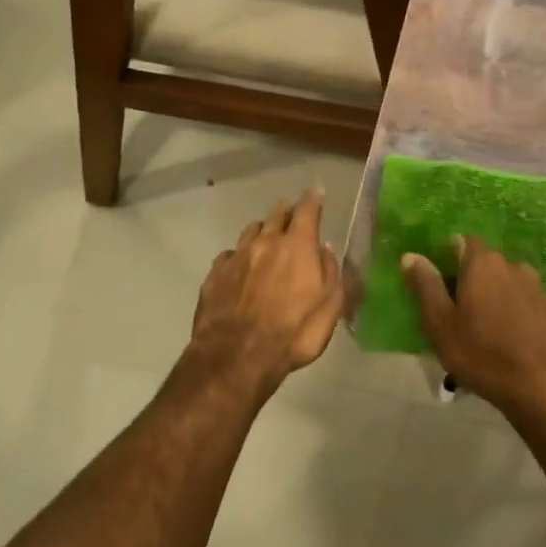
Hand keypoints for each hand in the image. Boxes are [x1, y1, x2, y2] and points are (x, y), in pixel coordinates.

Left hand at [191, 190, 342, 394]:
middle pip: (276, 215)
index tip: (317, 192)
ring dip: (262, 229)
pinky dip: (239, 255)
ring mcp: (237, 257)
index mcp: (297, 246)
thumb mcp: (329, 308)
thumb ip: (331, 274)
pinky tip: (239, 265)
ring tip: (266, 234)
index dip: (314, 199)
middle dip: (287, 211)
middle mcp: (266, 242)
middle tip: (292, 212)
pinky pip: (229, 255)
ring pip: (251, 230)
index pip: (308, 211)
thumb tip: (326, 250)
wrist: (237, 355)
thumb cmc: (293, 333)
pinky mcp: (214, 275)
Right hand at [402, 236, 545, 422]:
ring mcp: (540, 289)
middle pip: (487, 265)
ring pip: (509, 285)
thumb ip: (426, 286)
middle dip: (471, 281)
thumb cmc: (482, 354)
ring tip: (486, 332)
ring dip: (496, 299)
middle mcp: (514, 267)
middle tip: (458, 313)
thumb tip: (411, 256)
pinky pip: (528, 305)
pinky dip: (517, 315)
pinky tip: (512, 342)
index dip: (449, 257)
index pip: (463, 241)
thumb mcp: (441, 324)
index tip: (440, 282)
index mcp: (484, 264)